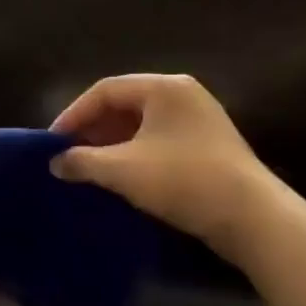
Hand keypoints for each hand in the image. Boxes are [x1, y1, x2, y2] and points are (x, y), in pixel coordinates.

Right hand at [50, 73, 281, 261]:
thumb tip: (55, 162)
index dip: (73, 114)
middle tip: (68, 154)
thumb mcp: (122, 170)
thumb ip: (82, 161)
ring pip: (140, 124)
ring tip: (88, 168)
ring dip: (111, 144)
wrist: (252, 218)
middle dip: (92, 129)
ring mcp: (198, 119)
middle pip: (123, 104)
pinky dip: (133, 153)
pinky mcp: (207, 145)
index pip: (104, 90)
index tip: (52, 142)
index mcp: (163, 87)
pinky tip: (119, 177)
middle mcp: (182, 94)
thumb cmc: (183, 180)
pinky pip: (158, 140)